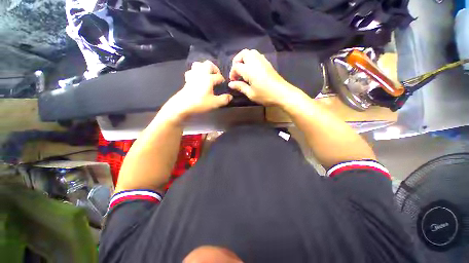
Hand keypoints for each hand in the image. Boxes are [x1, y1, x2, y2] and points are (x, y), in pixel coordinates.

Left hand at [161, 61, 232, 120]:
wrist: (182, 105)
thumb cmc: (200, 103)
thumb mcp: (214, 103)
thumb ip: (224, 99)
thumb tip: (230, 97)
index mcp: (208, 78)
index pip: (218, 76)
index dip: (222, 80)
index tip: (224, 84)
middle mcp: (201, 74)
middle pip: (208, 64)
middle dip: (214, 69)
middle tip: (217, 76)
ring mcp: (193, 76)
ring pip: (198, 65)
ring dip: (204, 68)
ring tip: (208, 75)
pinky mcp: (187, 80)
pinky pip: (192, 72)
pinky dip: (196, 73)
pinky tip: (198, 79)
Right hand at [228, 49, 296, 105]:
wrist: (282, 93)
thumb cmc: (265, 95)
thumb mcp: (251, 93)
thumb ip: (240, 87)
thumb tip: (230, 84)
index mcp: (249, 70)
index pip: (236, 66)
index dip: (232, 73)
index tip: (233, 81)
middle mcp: (255, 61)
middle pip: (243, 53)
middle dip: (237, 61)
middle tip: (237, 72)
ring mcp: (263, 61)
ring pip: (251, 53)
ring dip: (244, 59)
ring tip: (243, 70)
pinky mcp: (268, 63)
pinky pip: (257, 56)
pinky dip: (251, 60)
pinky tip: (252, 70)